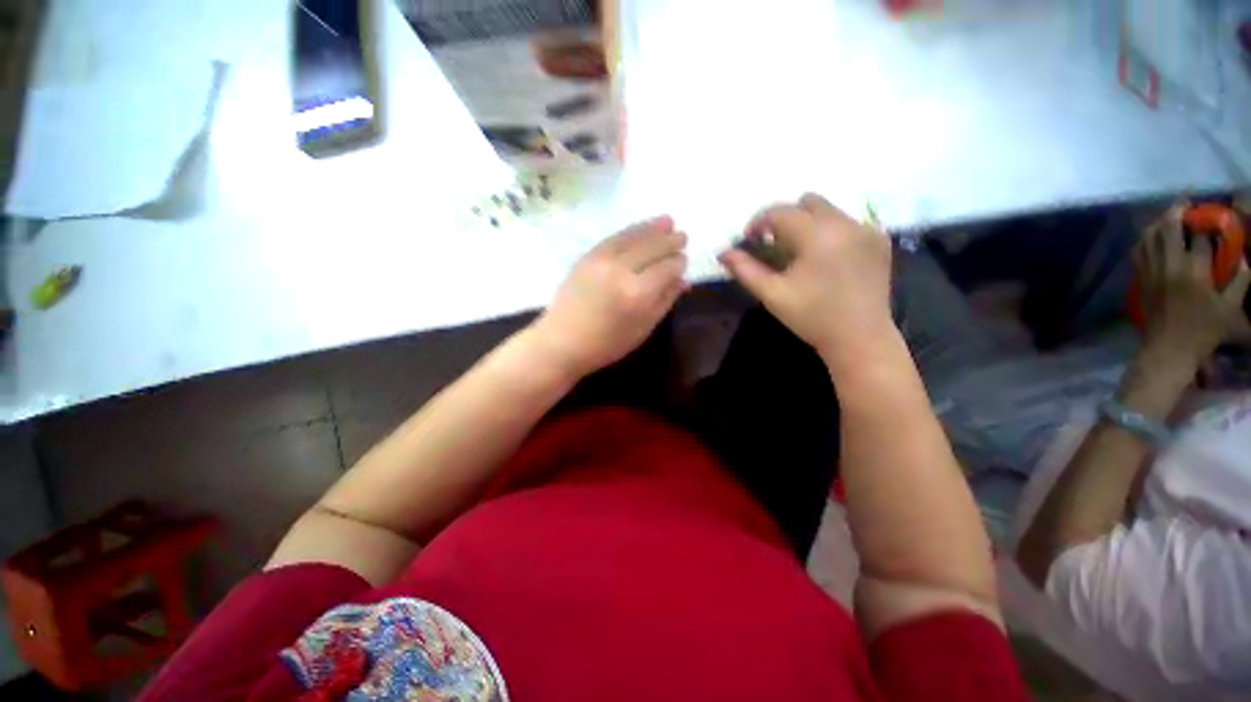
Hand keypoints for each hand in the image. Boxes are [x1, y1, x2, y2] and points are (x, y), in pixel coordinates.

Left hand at [535, 216, 687, 376]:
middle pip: (652, 247)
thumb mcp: (642, 328)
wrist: (563, 341)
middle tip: (683, 237)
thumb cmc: (607, 344)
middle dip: (670, 241)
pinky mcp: (588, 256)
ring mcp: (602, 259)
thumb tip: (683, 280)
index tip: (684, 262)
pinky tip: (641, 228)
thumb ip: (664, 301)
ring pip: (634, 236)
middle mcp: (622, 269)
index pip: (667, 268)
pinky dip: (631, 230)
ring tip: (668, 221)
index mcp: (639, 293)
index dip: (678, 263)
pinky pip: (615, 237)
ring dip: (653, 227)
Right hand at [719, 194, 894, 365]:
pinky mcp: (880, 240)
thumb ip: (745, 270)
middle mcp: (845, 223)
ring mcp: (867, 230)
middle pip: (807, 202)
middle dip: (785, 218)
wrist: (860, 338)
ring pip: (829, 209)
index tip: (749, 240)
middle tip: (775, 245)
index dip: (759, 222)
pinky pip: (848, 222)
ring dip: (807, 223)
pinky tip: (826, 258)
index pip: (781, 212)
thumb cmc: (811, 318)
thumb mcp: (772, 295)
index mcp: (817, 236)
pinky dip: (830, 231)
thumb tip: (723, 253)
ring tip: (799, 252)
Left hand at [1134, 203, 1250, 364]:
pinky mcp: (1140, 280)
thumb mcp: (1231, 308)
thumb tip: (1243, 258)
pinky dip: (1145, 239)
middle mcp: (1168, 266)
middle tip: (1187, 203)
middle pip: (1167, 228)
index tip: (1212, 214)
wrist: (1167, 350)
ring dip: (1158, 222)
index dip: (1205, 222)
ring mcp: (1150, 272)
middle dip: (1177, 211)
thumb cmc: (1203, 331)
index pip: (1198, 236)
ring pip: (1148, 237)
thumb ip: (1239, 280)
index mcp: (1194, 272)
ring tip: (1171, 217)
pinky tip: (1154, 237)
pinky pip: (1138, 252)